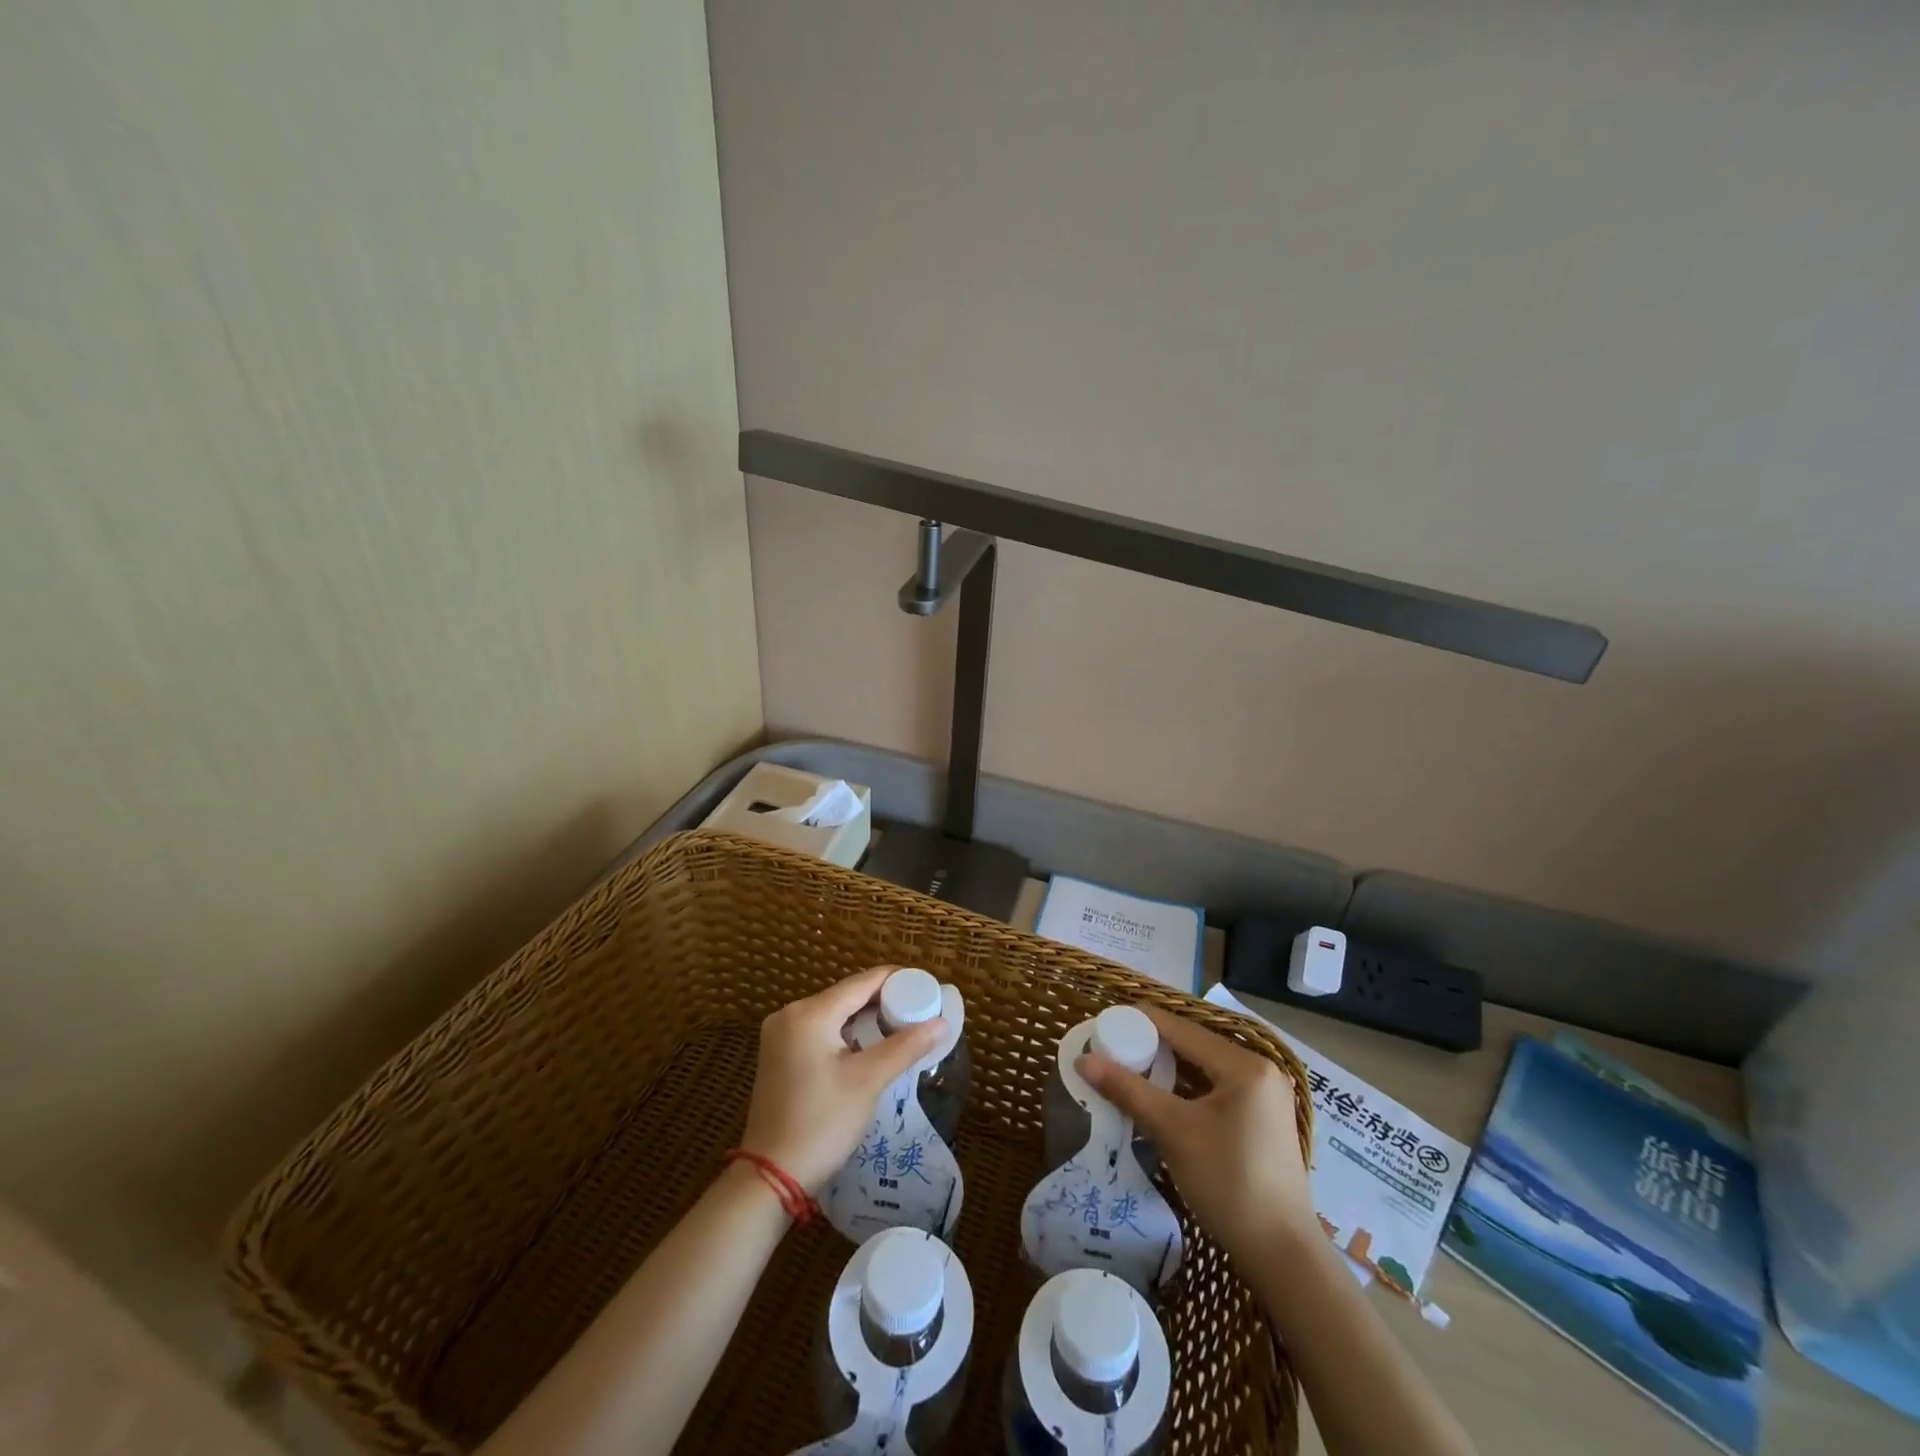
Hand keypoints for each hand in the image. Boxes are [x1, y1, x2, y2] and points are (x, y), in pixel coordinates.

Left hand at [740, 966, 946, 1193]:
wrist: (770, 1178)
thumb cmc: (822, 1123)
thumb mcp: (868, 1081)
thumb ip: (906, 1046)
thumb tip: (942, 1022)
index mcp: (810, 1013)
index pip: (862, 982)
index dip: (897, 980)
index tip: (927, 987)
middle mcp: (790, 1014)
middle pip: (847, 995)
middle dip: (883, 1001)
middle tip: (919, 1011)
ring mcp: (780, 1035)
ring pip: (834, 1014)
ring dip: (866, 1019)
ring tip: (902, 1027)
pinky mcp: (779, 1055)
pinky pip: (820, 1031)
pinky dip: (846, 1033)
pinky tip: (870, 1046)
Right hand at [1079, 1005, 1315, 1264]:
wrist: (1283, 1257)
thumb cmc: (1229, 1183)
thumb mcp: (1173, 1131)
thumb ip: (1128, 1090)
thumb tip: (1083, 1061)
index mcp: (1245, 1065)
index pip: (1182, 1029)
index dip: (1140, 1022)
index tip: (1104, 1022)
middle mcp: (1260, 1070)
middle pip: (1194, 1046)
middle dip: (1151, 1046)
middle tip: (1110, 1048)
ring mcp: (1264, 1097)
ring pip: (1203, 1069)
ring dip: (1166, 1069)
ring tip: (1126, 1069)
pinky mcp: (1261, 1120)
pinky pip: (1215, 1090)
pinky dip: (1185, 1090)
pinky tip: (1158, 1096)